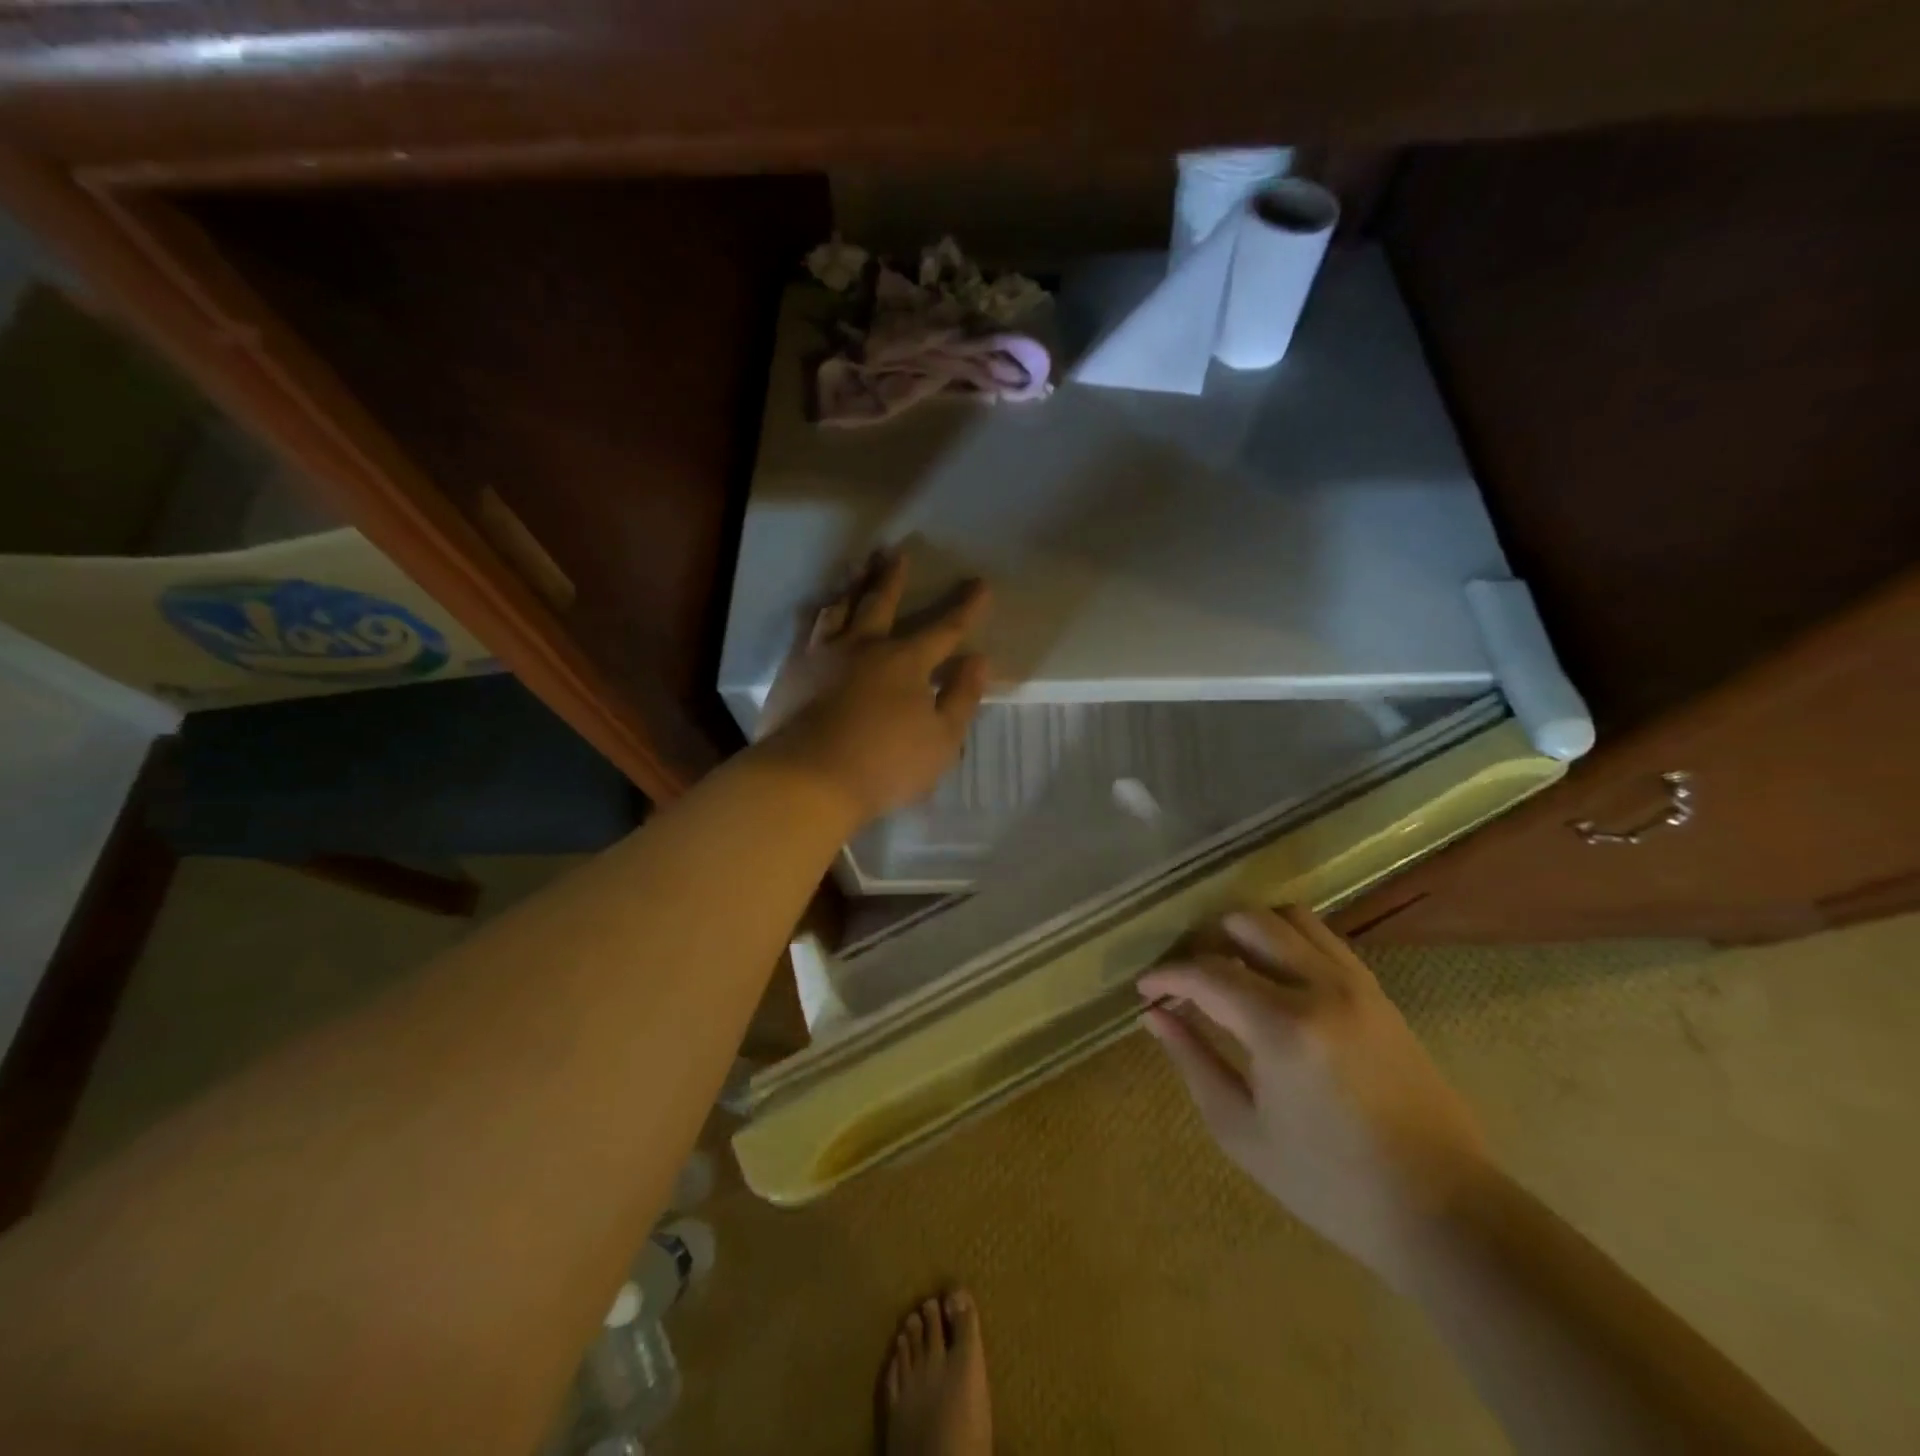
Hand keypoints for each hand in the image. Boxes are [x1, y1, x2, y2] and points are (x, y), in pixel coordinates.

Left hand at [759, 551, 990, 822]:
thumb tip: (978, 660)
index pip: (944, 629)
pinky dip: (817, 615)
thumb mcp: (941, 741)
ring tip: (857, 567)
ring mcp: (823, 655)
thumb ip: (961, 698)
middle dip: (893, 576)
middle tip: (896, 550)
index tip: (980, 584)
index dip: (965, 608)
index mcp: (906, 662)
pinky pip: (806, 631)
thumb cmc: (884, 764)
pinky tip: (817, 610)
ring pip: (840, 608)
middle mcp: (864, 646)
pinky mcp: (792, 671)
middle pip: (882, 602)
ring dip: (853, 585)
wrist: (808, 777)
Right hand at [1138, 905, 1491, 1284]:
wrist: (1442, 1211)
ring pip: (1288, 918)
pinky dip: (1285, 940)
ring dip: (1248, 931)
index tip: (1145, 990)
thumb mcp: (1242, 1130)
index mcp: (1283, 1027)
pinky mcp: (1377, 991)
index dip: (1167, 976)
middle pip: (1247, 923)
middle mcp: (1321, 987)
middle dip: (1204, 940)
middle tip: (1185, 975)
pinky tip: (1271, 975)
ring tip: (1227, 965)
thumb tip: (1154, 1017)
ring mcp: (1356, 983)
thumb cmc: (1331, 1183)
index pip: (1207, 973)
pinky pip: (1322, 938)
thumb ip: (1193, 1061)